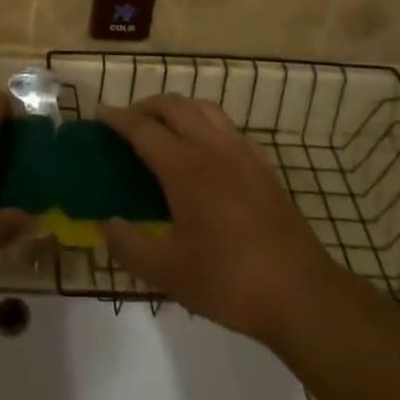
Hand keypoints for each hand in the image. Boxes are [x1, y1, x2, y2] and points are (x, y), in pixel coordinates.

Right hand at [99, 96, 340, 344]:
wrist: (301, 294)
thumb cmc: (229, 282)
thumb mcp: (168, 273)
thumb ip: (129, 245)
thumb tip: (104, 223)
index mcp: (184, 167)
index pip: (142, 128)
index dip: (117, 118)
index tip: (98, 114)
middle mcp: (212, 148)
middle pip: (173, 106)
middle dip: (145, 106)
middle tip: (127, 123)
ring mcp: (242, 152)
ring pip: (203, 108)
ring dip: (177, 108)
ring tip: (162, 128)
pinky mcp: (263, 165)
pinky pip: (226, 126)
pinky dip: (204, 123)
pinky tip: (202, 150)